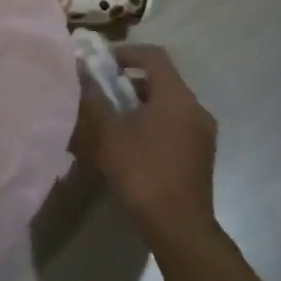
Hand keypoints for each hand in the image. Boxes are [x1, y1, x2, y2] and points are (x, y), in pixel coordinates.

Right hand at [73, 44, 219, 240]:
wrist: (179, 227)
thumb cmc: (141, 171)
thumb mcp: (106, 132)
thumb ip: (91, 98)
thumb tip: (78, 72)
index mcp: (176, 96)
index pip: (154, 55)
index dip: (126, 52)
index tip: (102, 65)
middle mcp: (195, 109)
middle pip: (161, 81)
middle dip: (128, 83)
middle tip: (101, 95)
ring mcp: (202, 134)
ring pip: (167, 106)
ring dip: (139, 107)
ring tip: (111, 123)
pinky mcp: (201, 156)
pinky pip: (174, 127)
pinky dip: (152, 126)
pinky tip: (129, 147)